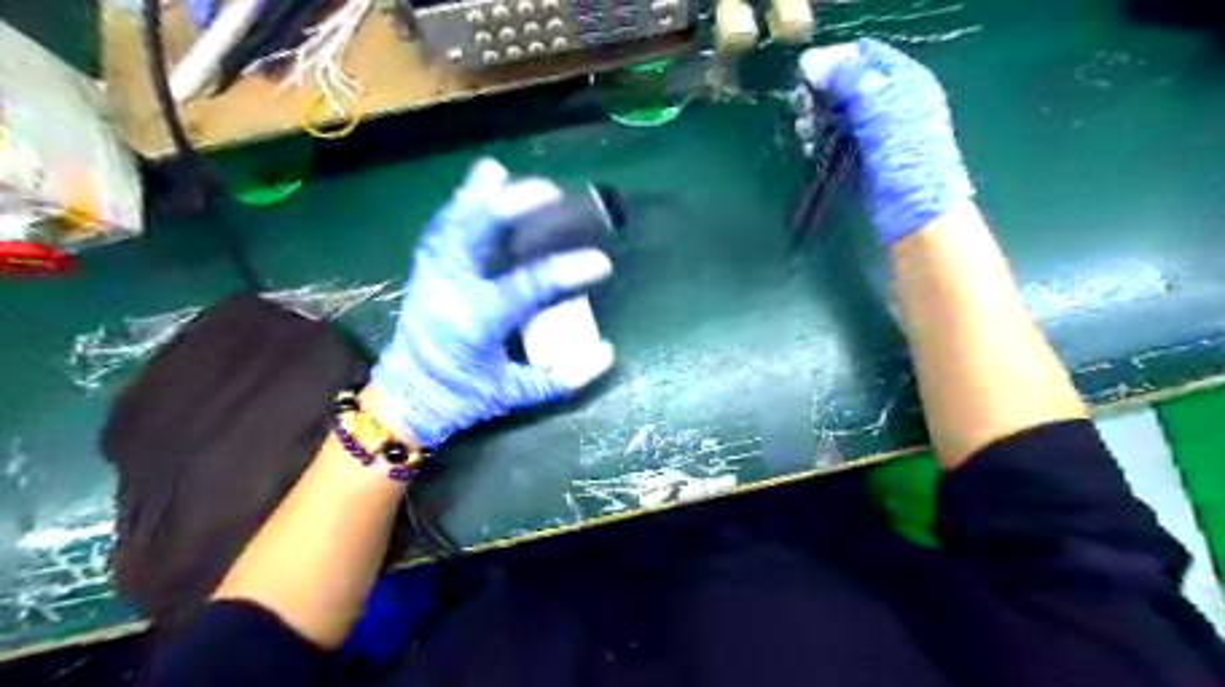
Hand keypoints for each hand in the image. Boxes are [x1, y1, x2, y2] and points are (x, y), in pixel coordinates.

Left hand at [361, 160, 612, 449]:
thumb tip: (608, 353)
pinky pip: (441, 229)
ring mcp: (432, 276)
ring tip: (499, 171)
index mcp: (476, 322)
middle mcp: (450, 291)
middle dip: (510, 208)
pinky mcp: (424, 271)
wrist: (406, 398)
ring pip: (452, 225)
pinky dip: (458, 206)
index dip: (565, 272)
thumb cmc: (462, 398)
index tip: (601, 262)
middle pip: (475, 237)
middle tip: (549, 192)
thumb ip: (560, 378)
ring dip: (477, 196)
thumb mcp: (513, 394)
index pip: (526, 287)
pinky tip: (476, 187)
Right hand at [796, 39, 976, 245]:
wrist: (915, 216)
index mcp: (904, 82)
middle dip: (820, 94)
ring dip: (815, 119)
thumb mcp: (880, 111)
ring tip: (804, 133)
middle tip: (801, 111)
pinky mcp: (861, 159)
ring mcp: (875, 133)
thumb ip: (849, 82)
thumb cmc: (906, 160)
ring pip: (836, 113)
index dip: (835, 61)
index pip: (864, 55)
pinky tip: (809, 148)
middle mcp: (890, 103)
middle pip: (846, 84)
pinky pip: (834, 139)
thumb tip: (809, 61)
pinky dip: (819, 140)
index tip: (807, 78)